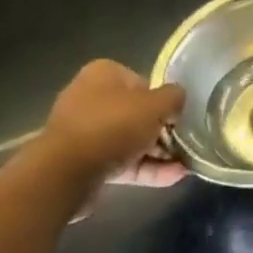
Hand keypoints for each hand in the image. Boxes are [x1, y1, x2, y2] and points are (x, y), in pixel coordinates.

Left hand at [35, 60, 186, 186]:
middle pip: (136, 113)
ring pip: (130, 140)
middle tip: (185, 142)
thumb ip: (174, 97)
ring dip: (158, 152)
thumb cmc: (113, 125)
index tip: (178, 116)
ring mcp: (85, 133)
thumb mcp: (156, 105)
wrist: (65, 173)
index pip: (143, 82)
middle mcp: (91, 98)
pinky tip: (174, 177)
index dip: (163, 100)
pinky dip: (146, 168)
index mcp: (103, 75)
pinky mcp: (84, 163)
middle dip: (162, 130)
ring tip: (186, 165)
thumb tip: (178, 99)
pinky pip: (121, 162)